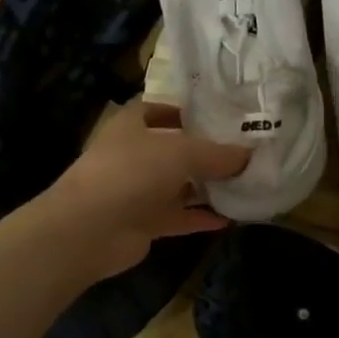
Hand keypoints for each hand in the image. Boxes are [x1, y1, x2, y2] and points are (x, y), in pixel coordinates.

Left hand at [44, 100, 249, 277]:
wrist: (89, 230)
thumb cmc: (132, 172)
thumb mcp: (181, 152)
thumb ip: (217, 153)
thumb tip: (249, 154)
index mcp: (133, 123)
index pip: (162, 107)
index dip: (190, 109)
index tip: (224, 114)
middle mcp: (134, 153)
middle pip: (175, 147)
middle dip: (207, 150)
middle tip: (245, 150)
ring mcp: (137, 189)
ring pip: (178, 184)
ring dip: (207, 186)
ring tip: (245, 182)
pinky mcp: (143, 221)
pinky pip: (178, 216)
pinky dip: (201, 217)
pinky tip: (230, 218)